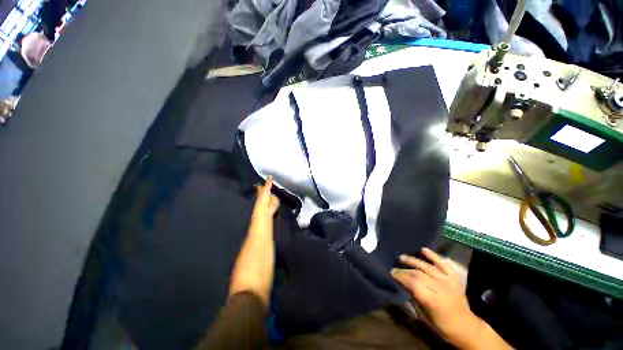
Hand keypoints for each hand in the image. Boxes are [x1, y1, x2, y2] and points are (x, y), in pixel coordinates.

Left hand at [229, 177, 278, 305]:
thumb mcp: (261, 244)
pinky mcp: (260, 250)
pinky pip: (263, 227)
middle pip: (260, 210)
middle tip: (268, 185)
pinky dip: (267, 218)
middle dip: (264, 197)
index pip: (261, 205)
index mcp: (257, 228)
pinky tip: (269, 218)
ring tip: (271, 198)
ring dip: (266, 206)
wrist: (250, 293)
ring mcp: (257, 240)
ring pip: (262, 217)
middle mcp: (256, 231)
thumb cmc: (258, 268)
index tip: (268, 180)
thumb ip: (263, 224)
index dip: (265, 192)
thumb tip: (267, 208)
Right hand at [391, 248, 485, 347]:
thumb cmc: (443, 325)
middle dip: (404, 270)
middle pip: (419, 273)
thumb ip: (414, 299)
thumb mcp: (425, 317)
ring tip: (402, 257)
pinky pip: (442, 264)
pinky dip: (433, 256)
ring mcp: (448, 281)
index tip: (391, 273)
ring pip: (427, 266)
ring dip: (413, 260)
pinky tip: (423, 250)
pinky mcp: (453, 278)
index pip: (413, 283)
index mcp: (433, 300)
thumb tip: (403, 285)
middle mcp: (441, 287)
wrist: (466, 326)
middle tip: (394, 267)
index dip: (401, 276)